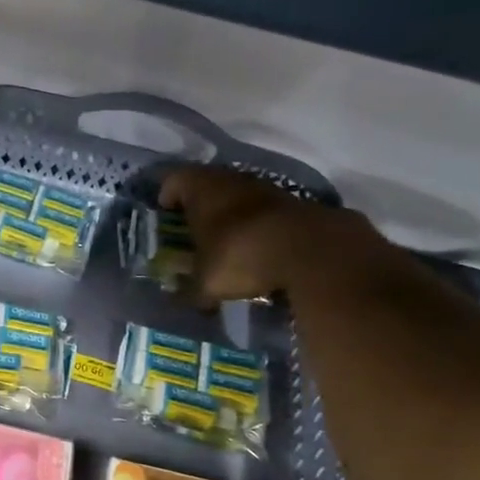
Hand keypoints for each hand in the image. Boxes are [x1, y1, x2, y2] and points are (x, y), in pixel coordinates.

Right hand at [159, 165, 373, 303]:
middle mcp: (232, 179)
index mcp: (201, 188)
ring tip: (228, 243)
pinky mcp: (297, 203)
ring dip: (233, 215)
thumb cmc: (240, 256)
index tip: (165, 215)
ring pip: (240, 196)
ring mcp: (268, 188)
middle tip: (193, 231)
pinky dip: (261, 226)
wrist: (314, 252)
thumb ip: (189, 290)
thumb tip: (179, 299)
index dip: (166, 196)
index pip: (173, 180)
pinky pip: (268, 212)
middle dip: (200, 206)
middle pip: (208, 184)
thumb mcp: (205, 282)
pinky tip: (262, 250)